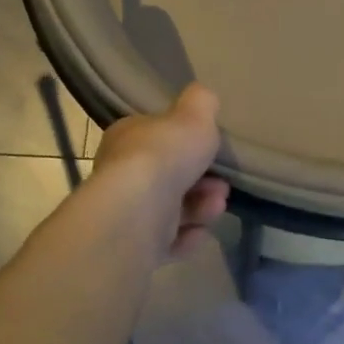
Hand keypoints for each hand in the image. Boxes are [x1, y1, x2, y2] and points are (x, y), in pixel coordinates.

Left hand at [92, 84, 229, 259]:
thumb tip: (202, 96)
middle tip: (222, 185)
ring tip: (216, 206)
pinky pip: (167, 241)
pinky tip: (200, 233)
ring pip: (172, 209)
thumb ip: (201, 103)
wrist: (138, 212)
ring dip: (201, 208)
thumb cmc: (164, 155)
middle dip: (203, 181)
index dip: (186, 143)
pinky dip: (187, 237)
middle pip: (170, 176)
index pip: (156, 137)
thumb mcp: (193, 115)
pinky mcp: (133, 247)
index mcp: (127, 138)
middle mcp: (122, 174)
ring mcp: (127, 213)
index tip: (211, 149)